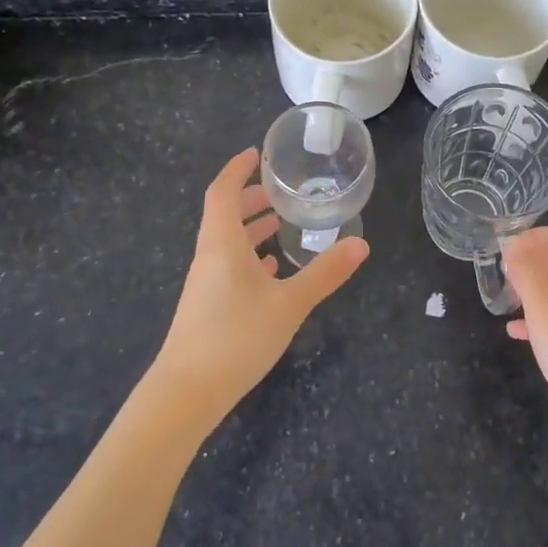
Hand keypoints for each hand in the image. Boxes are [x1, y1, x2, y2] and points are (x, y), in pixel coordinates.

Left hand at [146, 148, 367, 433]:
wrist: (187, 392)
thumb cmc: (236, 337)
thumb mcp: (290, 303)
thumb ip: (325, 273)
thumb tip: (361, 245)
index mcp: (222, 243)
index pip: (223, 191)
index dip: (237, 169)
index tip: (256, 154)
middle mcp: (209, 256)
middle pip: (224, 214)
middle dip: (250, 198)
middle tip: (281, 192)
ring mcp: (205, 283)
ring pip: (226, 242)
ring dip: (250, 229)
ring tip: (280, 226)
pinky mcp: (206, 306)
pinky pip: (227, 267)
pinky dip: (248, 258)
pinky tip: (270, 271)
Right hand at [503, 227, 547, 470]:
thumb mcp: (547, 317)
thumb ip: (529, 278)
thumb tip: (515, 249)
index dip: (539, 236)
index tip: (508, 251)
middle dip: (536, 261)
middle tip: (505, 275)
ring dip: (539, 290)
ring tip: (510, 303)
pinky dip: (547, 319)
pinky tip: (523, 337)